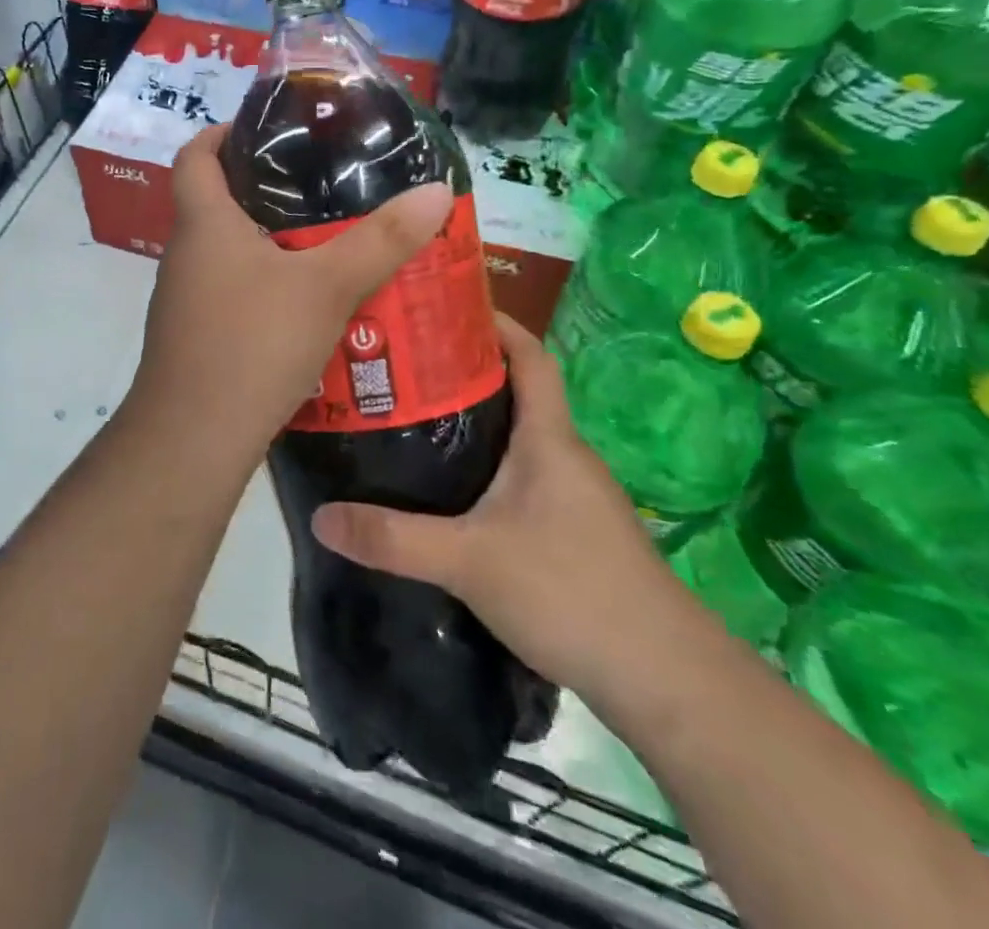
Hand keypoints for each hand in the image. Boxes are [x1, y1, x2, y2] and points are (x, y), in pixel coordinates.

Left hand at [122, 124, 452, 468]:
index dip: (222, 133)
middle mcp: (186, 255)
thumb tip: (437, 191)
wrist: (194, 438)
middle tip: (321, 186)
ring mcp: (186, 300)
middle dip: (263, 190)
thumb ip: (381, 240)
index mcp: (203, 224)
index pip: (194, 156)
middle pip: (215, 203)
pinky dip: (265, 287)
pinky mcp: (196, 337)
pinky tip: (308, 306)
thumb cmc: (252, 344)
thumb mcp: (326, 287)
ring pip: (227, 253)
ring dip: (269, 243)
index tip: (265, 131)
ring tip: (327, 241)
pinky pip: (232, 293)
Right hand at [309, 314, 702, 698]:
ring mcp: (573, 496)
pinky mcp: (572, 532)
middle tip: (400, 365)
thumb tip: (321, 516)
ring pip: (515, 439)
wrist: (668, 682)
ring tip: (410, 420)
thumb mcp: (470, 561)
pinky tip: (447, 493)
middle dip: (462, 372)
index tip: (445, 305)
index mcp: (549, 439)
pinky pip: (520, 478)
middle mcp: (564, 456)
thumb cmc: (573, 592)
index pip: (530, 357)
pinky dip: (484, 467)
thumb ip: (393, 539)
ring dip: (472, 422)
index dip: (495, 323)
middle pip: (515, 393)